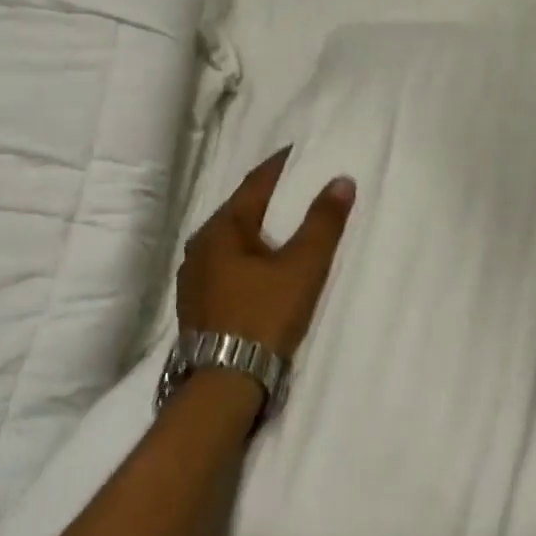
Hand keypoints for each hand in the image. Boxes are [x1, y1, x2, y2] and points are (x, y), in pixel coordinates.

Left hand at [177, 149, 355, 358]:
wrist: (224, 384)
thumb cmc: (263, 316)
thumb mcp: (302, 268)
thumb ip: (323, 223)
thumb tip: (341, 180)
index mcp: (221, 229)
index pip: (255, 184)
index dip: (280, 166)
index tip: (300, 152)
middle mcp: (199, 246)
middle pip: (240, 211)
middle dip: (268, 199)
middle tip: (297, 188)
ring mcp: (193, 277)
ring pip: (231, 240)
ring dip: (257, 229)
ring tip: (284, 226)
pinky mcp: (197, 303)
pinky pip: (226, 265)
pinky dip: (247, 256)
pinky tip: (262, 266)